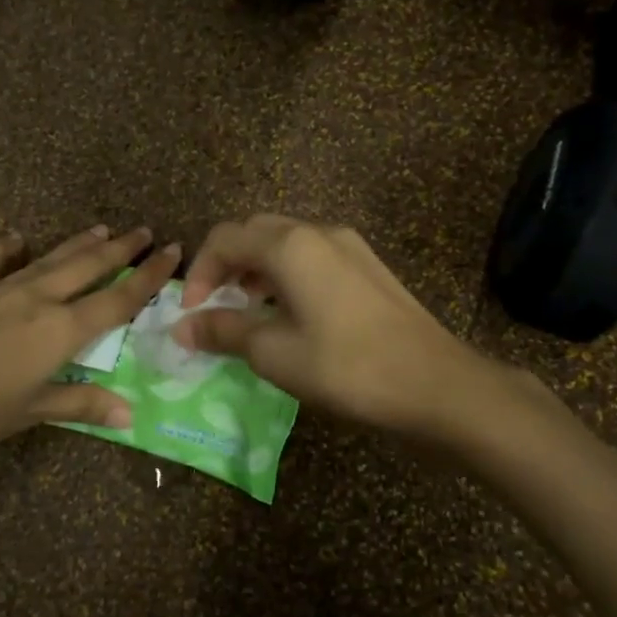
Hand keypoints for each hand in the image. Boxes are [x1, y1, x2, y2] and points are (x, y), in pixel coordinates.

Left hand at [0, 225, 179, 458]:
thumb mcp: (28, 412)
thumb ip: (80, 404)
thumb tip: (130, 413)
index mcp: (62, 330)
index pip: (118, 298)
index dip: (149, 276)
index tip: (173, 251)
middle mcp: (39, 298)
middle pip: (90, 265)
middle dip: (121, 248)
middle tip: (145, 231)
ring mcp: (0, 287)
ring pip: (51, 256)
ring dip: (79, 242)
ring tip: (102, 228)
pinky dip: (6, 247)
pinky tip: (14, 237)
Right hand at [172, 215, 501, 436]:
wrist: (435, 384)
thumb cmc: (346, 367)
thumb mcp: (274, 353)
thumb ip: (224, 332)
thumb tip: (182, 328)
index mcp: (290, 245)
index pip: (225, 238)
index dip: (199, 272)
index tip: (192, 314)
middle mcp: (319, 232)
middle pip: (255, 232)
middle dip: (227, 265)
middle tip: (217, 306)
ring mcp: (350, 247)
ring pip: (286, 243)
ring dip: (257, 270)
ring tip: (250, 312)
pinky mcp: (369, 267)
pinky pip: (313, 257)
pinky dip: (287, 276)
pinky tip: (291, 315)